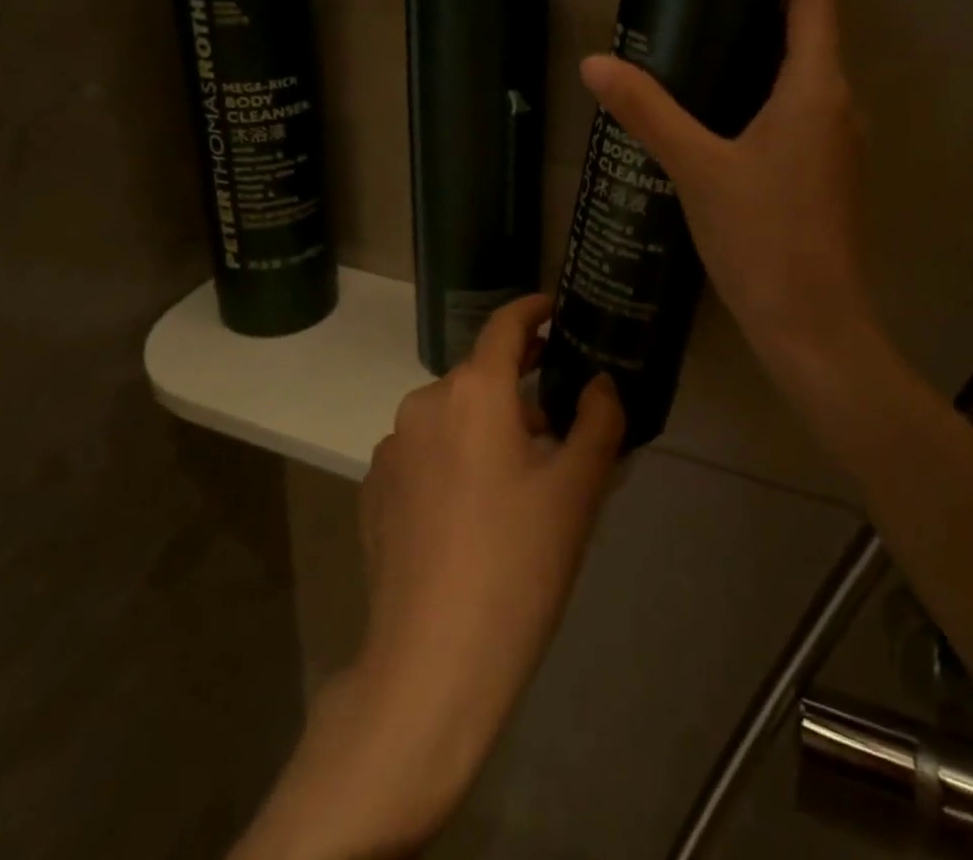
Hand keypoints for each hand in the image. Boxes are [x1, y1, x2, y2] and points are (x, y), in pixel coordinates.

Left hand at [233, 296, 624, 859]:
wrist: (432, 662)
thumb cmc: (518, 563)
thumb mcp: (577, 489)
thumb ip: (597, 420)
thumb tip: (598, 383)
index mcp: (474, 391)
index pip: (506, 325)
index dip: (533, 310)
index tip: (555, 311)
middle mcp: (425, 403)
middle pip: (481, 376)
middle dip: (519, 387)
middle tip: (558, 422)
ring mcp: (392, 447)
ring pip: (452, 416)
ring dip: (486, 426)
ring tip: (519, 477)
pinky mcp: (375, 488)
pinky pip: (425, 452)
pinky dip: (453, 457)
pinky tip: (472, 510)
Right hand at [580, 0, 870, 370]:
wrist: (812, 324)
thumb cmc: (764, 239)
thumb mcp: (698, 169)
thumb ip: (648, 112)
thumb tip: (596, 63)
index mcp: (816, 90)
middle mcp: (837, 106)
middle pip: (812, 31)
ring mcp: (835, 143)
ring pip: (805, 73)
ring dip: (770, 42)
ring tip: (714, 30)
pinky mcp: (822, 172)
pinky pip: (799, 107)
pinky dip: (767, 85)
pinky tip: (725, 104)